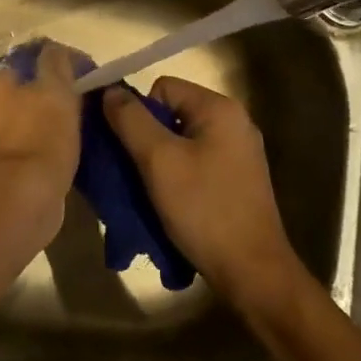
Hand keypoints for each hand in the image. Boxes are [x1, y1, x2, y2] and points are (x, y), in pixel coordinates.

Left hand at [0, 41, 81, 246]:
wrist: (14, 207)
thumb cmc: (37, 140)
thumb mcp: (56, 91)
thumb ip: (56, 63)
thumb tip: (52, 49)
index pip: (24, 65)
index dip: (57, 71)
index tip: (84, 84)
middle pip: (18, 96)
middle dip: (46, 101)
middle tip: (81, 113)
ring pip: (17, 127)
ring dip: (40, 130)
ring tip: (74, 141)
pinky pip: (16, 156)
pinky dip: (33, 156)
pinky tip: (55, 164)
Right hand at [103, 78, 302, 306]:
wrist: (252, 272)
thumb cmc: (204, 209)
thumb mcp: (158, 160)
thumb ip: (130, 119)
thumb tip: (108, 90)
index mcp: (219, 109)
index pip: (161, 88)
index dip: (139, 114)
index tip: (132, 151)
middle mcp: (233, 123)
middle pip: (171, 114)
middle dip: (146, 140)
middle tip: (133, 173)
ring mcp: (238, 153)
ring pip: (180, 142)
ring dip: (158, 163)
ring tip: (148, 192)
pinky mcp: (237, 180)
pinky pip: (194, 164)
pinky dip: (176, 179)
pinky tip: (169, 204)